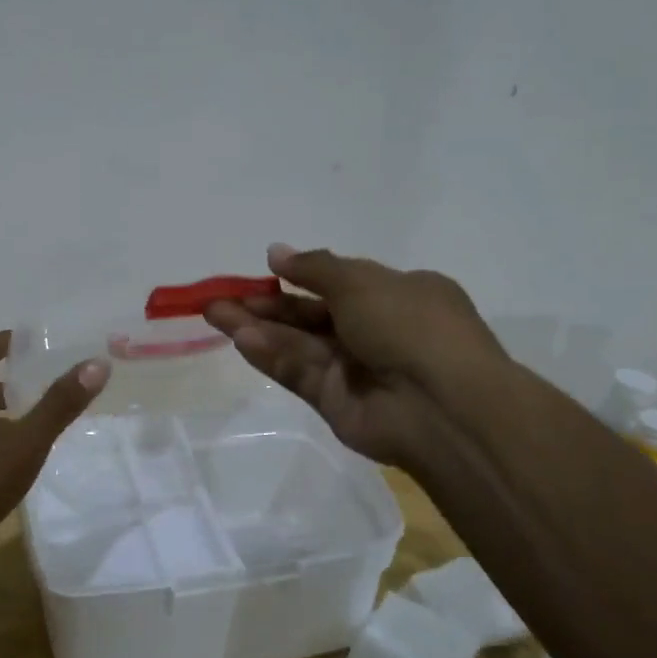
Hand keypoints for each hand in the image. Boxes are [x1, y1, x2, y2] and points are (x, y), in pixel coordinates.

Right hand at [203, 244, 504, 466]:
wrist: (442, 406)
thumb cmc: (410, 326)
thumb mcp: (362, 282)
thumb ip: (314, 268)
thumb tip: (275, 251)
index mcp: (396, 295)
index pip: (340, 283)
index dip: (300, 276)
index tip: (263, 270)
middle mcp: (375, 331)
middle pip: (309, 315)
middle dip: (265, 304)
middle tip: (219, 298)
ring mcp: (354, 369)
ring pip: (297, 344)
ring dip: (257, 328)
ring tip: (214, 313)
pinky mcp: (335, 402)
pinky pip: (299, 373)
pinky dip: (272, 357)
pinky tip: (241, 341)